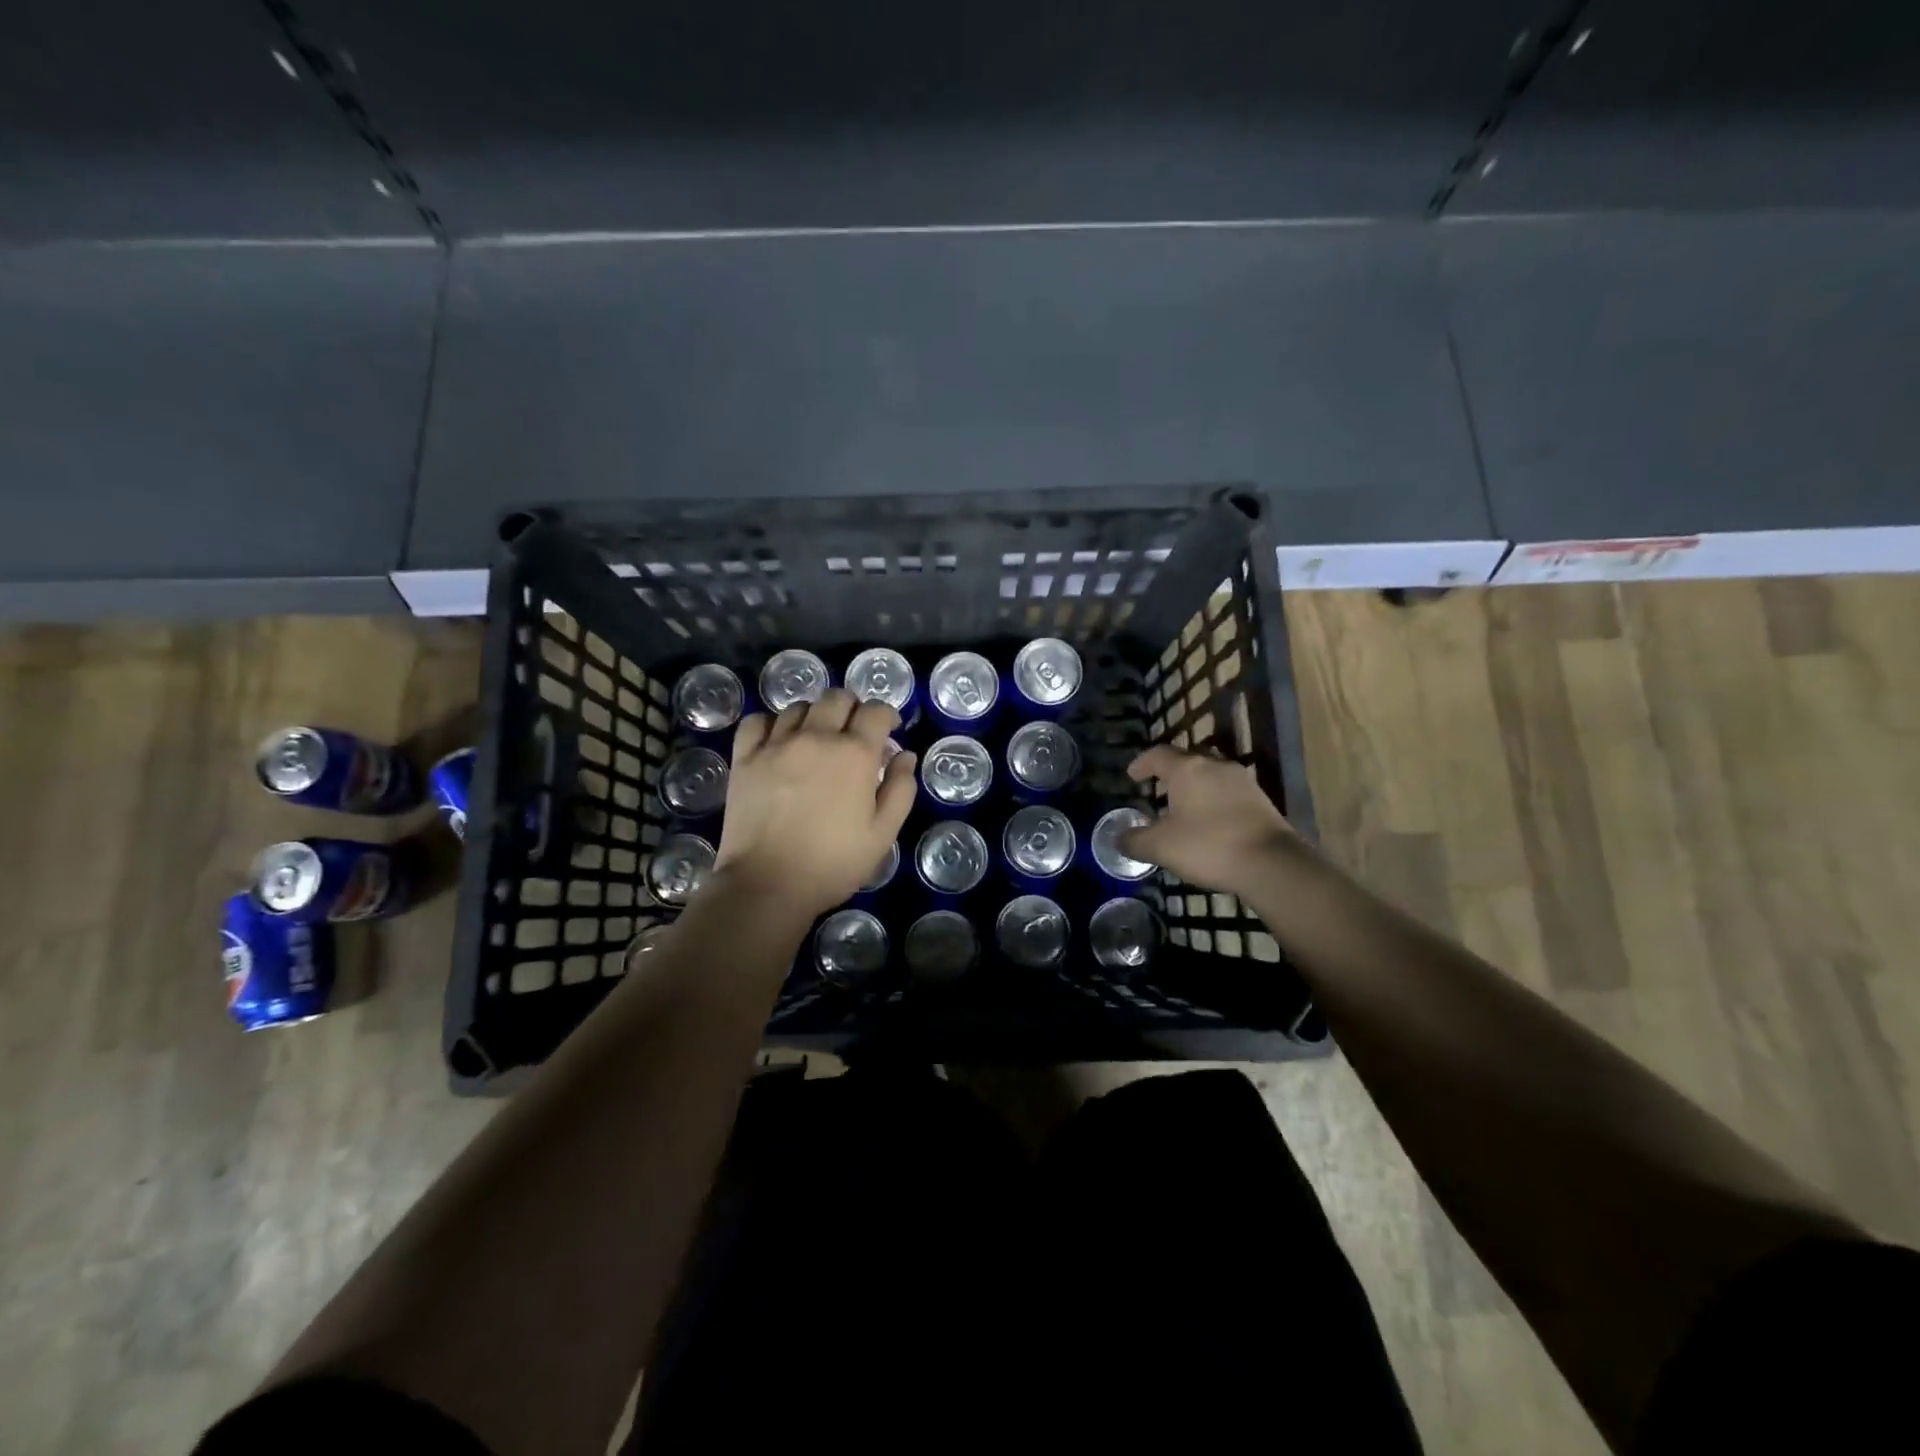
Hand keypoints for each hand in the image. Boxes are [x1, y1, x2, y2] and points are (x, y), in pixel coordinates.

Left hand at [716, 689, 917, 920]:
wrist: (768, 883)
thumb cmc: (833, 862)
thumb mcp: (883, 833)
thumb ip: (900, 789)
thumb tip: (904, 755)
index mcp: (855, 753)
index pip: (876, 711)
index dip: (886, 715)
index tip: (888, 730)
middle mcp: (816, 736)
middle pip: (837, 698)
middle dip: (853, 708)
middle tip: (854, 733)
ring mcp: (776, 744)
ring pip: (800, 706)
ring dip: (816, 715)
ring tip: (817, 738)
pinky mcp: (745, 757)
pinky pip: (757, 720)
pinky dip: (772, 723)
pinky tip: (778, 740)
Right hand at [1120, 746, 1302, 899]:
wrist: (1271, 863)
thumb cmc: (1208, 846)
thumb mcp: (1161, 847)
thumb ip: (1135, 840)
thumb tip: (1117, 837)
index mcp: (1187, 769)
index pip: (1158, 754)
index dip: (1142, 763)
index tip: (1132, 776)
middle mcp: (1214, 765)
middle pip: (1188, 757)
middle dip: (1171, 770)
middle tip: (1159, 786)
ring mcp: (1241, 780)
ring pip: (1211, 772)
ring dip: (1195, 783)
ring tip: (1184, 803)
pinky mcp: (1260, 799)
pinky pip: (1228, 789)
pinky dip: (1214, 797)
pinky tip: (1211, 818)